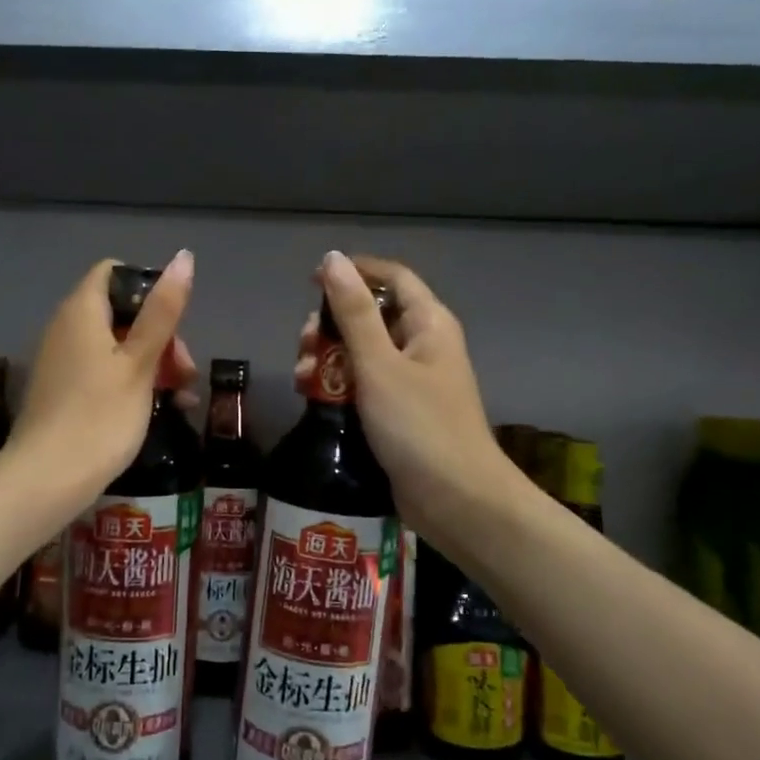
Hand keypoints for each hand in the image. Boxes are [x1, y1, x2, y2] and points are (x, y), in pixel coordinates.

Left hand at [10, 252, 197, 505]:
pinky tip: (161, 407)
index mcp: (81, 311)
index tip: (174, 321)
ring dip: (153, 362)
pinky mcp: (64, 390)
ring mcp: (63, 361)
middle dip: (160, 335)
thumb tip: (183, 256)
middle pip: (120, 312)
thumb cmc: (99, 417)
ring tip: (181, 395)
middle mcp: (66, 328)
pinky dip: (132, 380)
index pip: (114, 273)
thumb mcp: (140, 362)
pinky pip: (103, 370)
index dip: (148, 287)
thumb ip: (163, 310)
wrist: (45, 482)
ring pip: (117, 345)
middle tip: (184, 371)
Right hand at [296, 251, 520, 549]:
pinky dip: (338, 385)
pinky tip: (312, 397)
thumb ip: (353, 312)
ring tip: (302, 377)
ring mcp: (412, 381)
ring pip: (363, 352)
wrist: (457, 501)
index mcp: (428, 324)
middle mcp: (423, 345)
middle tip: (304, 343)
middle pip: (372, 315)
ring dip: (329, 357)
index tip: (312, 280)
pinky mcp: (399, 412)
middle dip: (331, 324)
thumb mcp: (379, 364)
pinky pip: (364, 384)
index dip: (354, 271)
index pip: (392, 277)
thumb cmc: (419, 425)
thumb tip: (333, 259)